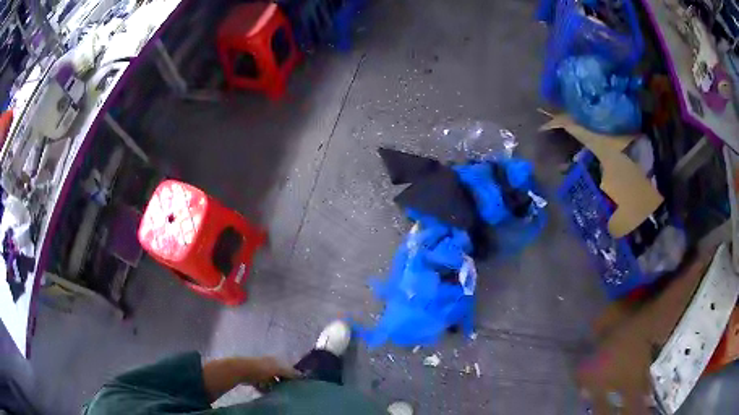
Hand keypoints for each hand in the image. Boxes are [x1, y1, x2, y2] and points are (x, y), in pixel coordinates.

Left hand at [203, 356, 302, 400]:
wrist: (240, 370)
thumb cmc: (260, 368)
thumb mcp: (277, 369)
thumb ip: (289, 372)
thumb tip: (302, 375)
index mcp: (274, 360)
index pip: (287, 368)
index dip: (293, 375)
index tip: (299, 384)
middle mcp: (267, 364)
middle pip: (279, 374)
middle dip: (284, 382)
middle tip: (291, 391)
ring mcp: (259, 371)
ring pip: (271, 381)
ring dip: (275, 387)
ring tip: (281, 395)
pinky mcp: (253, 379)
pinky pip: (262, 385)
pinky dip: (266, 390)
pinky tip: (269, 395)